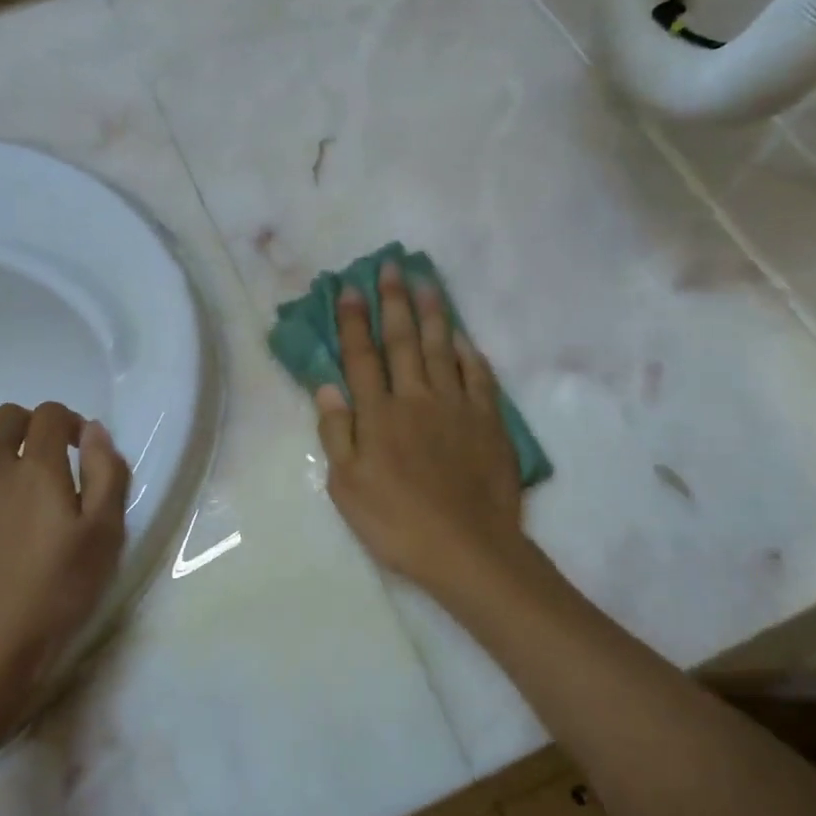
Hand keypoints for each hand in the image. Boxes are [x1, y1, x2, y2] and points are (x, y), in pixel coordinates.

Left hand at [0, 402, 129, 708]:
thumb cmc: (57, 590)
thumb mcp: (105, 533)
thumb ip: (106, 472)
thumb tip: (93, 430)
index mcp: (35, 466)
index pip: (50, 414)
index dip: (69, 422)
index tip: (79, 449)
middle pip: (5, 418)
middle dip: (29, 427)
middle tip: (46, 463)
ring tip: (14, 497)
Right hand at [315, 263, 533, 601]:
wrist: (468, 548)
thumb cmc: (397, 522)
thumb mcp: (347, 487)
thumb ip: (337, 432)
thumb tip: (328, 385)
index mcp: (378, 414)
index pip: (361, 356)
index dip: (353, 321)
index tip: (349, 288)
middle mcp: (416, 398)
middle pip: (402, 341)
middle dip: (394, 301)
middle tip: (391, 266)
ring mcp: (456, 406)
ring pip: (442, 348)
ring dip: (433, 314)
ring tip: (427, 282)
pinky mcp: (488, 421)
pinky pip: (479, 377)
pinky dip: (471, 353)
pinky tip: (465, 337)